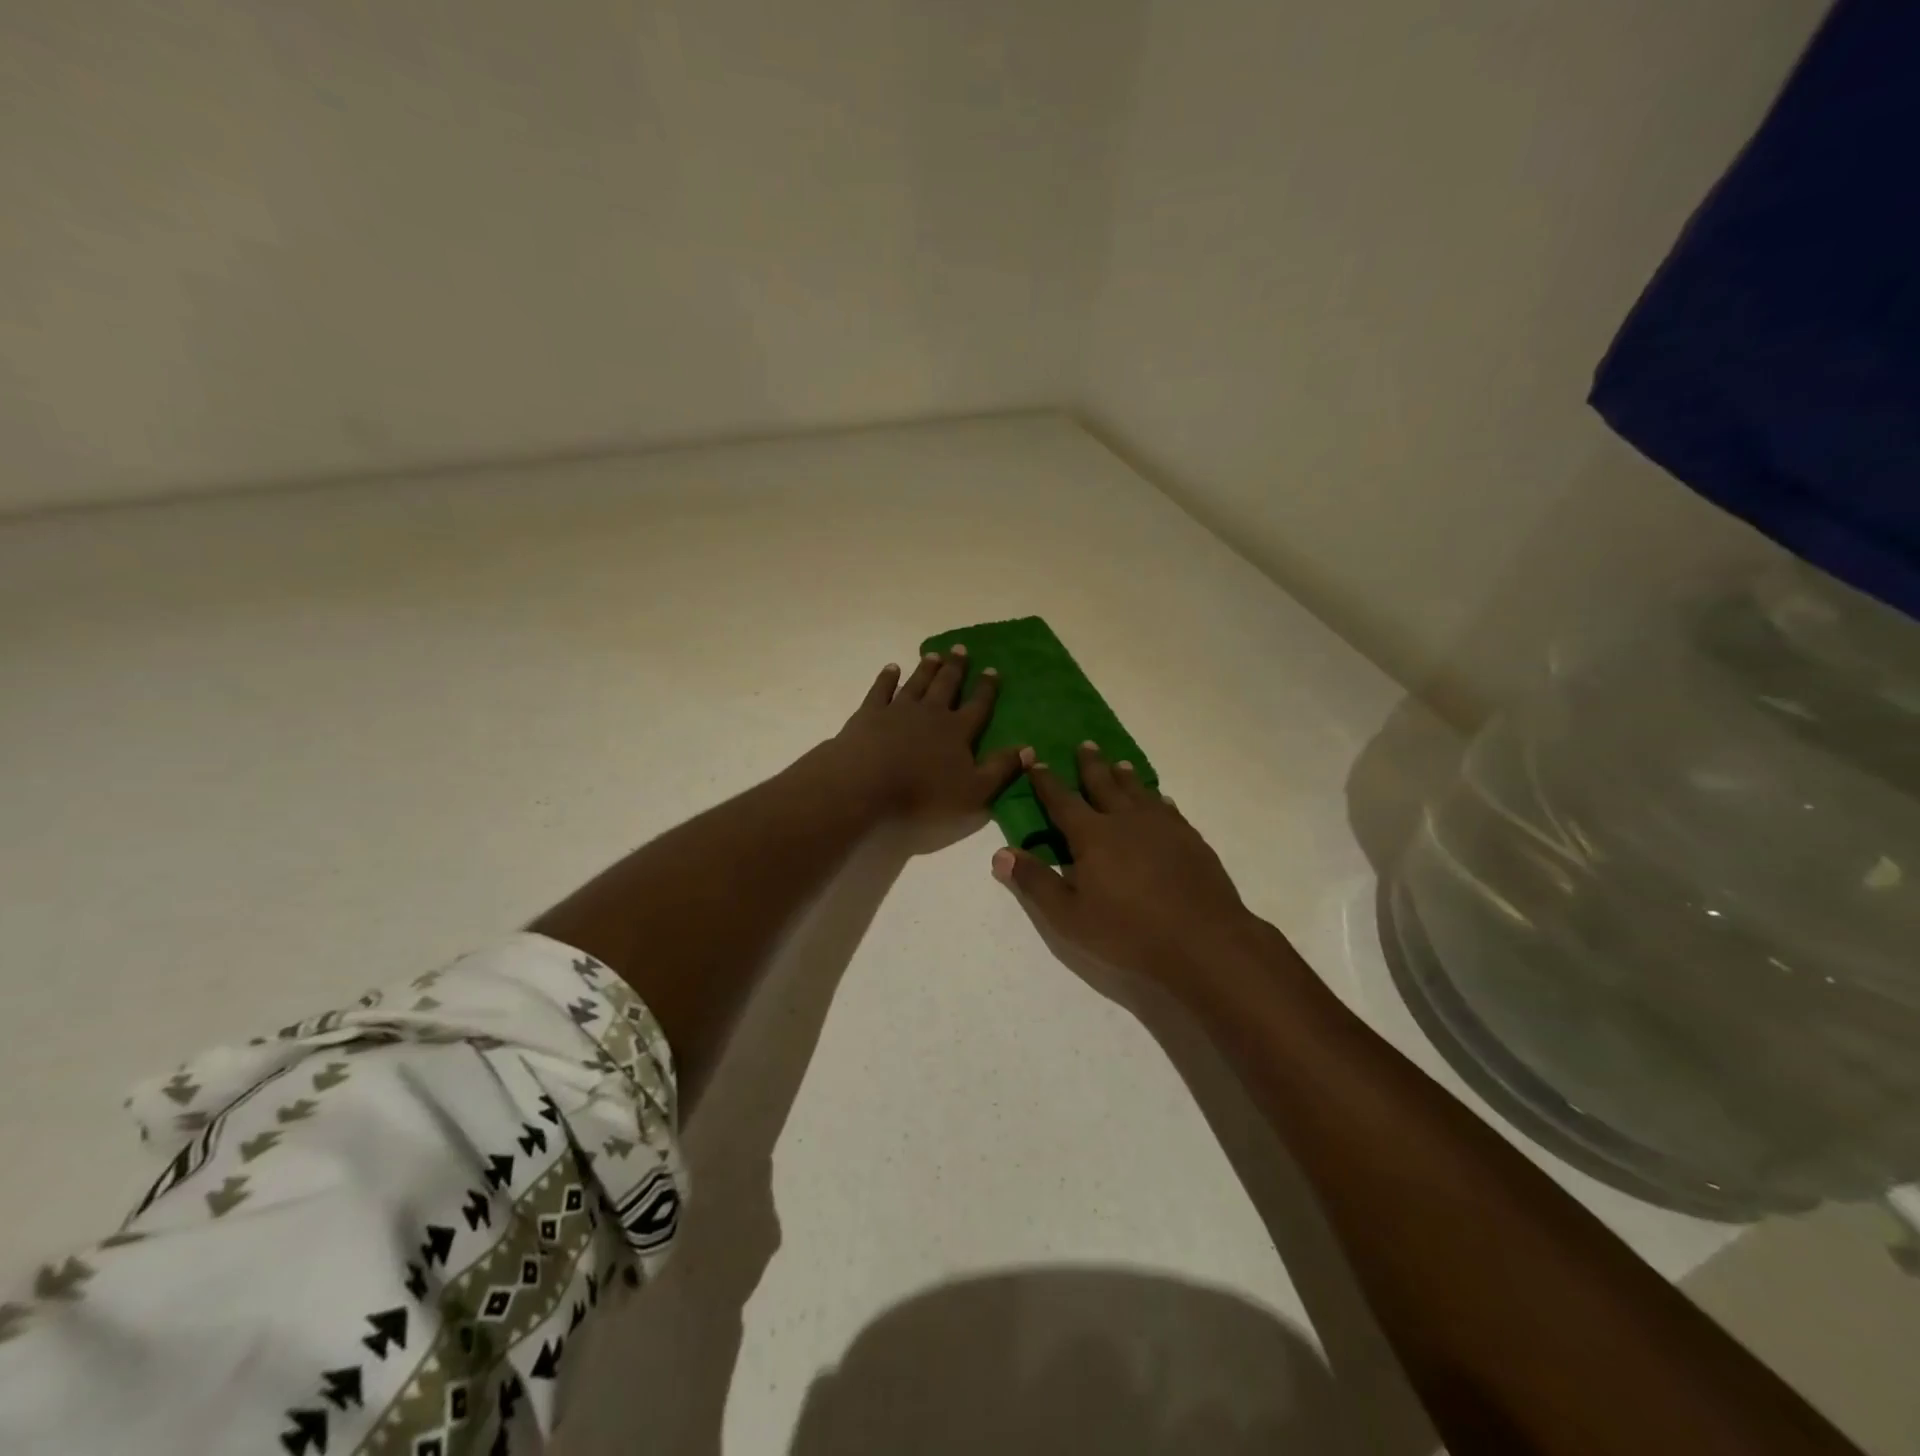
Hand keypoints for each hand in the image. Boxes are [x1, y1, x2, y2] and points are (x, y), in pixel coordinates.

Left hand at [828, 646, 1023, 827]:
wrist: (865, 785)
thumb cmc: (923, 795)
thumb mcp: (974, 792)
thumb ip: (1001, 770)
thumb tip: (1030, 748)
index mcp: (957, 731)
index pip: (977, 706)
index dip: (987, 689)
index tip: (993, 670)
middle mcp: (931, 713)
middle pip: (946, 686)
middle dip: (956, 668)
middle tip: (961, 649)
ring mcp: (898, 710)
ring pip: (917, 683)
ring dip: (927, 668)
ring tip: (935, 654)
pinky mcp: (869, 714)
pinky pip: (881, 689)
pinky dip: (888, 677)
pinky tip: (892, 668)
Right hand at [991, 743, 1263, 988]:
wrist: (1203, 940)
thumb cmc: (1128, 931)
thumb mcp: (1069, 916)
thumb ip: (1035, 882)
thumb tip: (1000, 853)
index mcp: (1093, 835)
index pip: (1062, 801)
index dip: (1046, 782)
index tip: (1035, 761)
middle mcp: (1126, 820)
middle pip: (1104, 784)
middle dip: (1090, 765)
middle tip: (1084, 745)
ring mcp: (1162, 826)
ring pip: (1138, 791)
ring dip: (1124, 776)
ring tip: (1118, 763)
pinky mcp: (1189, 838)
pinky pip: (1168, 808)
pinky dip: (1157, 799)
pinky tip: (1160, 799)